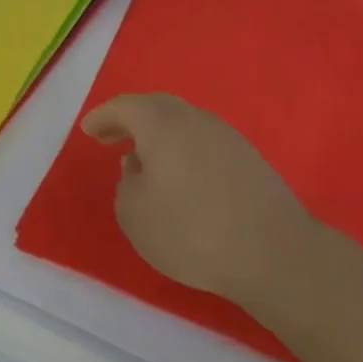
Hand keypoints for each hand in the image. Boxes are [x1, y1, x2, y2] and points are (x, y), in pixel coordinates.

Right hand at [82, 93, 314, 302]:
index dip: (103, 117)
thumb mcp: (134, 214)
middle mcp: (196, 121)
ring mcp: (228, 139)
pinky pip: (204, 143)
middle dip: (130, 119)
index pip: (125, 107)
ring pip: (184, 124)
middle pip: (157, 107)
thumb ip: (126, 184)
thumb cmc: (191, 231)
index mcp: (163, 125)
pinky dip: (182, 150)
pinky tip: (179, 177)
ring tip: (143, 159)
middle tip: (111, 136)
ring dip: (159, 135)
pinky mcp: (250, 161)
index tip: (88, 131)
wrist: (274, 255)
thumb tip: (140, 168)